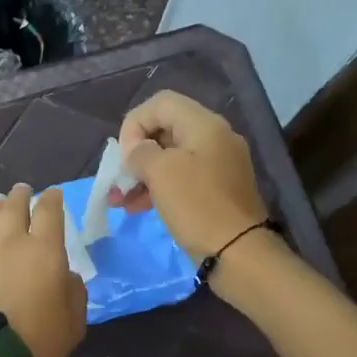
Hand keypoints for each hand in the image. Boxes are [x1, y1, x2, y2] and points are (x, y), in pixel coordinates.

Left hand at [0, 183, 87, 356]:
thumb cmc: (40, 338)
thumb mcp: (74, 318)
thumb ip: (74, 289)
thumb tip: (66, 275)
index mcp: (45, 250)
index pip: (50, 212)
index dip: (52, 199)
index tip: (53, 194)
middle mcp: (14, 243)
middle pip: (15, 208)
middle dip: (21, 196)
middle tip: (23, 190)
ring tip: (1, 202)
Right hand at [109, 90, 270, 262]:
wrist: (238, 252)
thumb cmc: (197, 206)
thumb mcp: (161, 173)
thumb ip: (140, 153)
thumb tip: (136, 151)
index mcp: (204, 124)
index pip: (160, 104)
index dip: (134, 124)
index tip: (124, 156)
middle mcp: (214, 138)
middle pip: (164, 130)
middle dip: (135, 153)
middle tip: (118, 179)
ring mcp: (218, 165)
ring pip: (170, 157)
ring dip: (142, 175)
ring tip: (119, 201)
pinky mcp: (217, 190)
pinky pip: (181, 178)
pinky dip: (158, 188)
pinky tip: (137, 207)